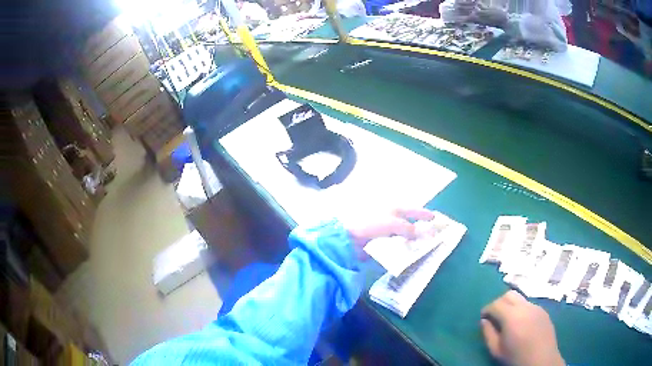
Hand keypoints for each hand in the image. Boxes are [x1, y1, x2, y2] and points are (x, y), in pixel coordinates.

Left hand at [344, 208, 435, 260]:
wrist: (349, 238)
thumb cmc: (370, 224)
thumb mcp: (392, 223)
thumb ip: (408, 228)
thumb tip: (419, 234)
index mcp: (393, 208)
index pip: (412, 209)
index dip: (423, 213)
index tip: (434, 218)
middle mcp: (390, 217)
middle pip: (409, 223)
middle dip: (420, 229)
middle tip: (432, 236)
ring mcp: (385, 230)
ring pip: (403, 235)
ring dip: (412, 240)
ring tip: (424, 247)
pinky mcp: (381, 242)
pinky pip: (396, 244)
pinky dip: (403, 247)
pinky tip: (409, 253)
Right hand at [481, 291, 563, 365]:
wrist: (541, 360)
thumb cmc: (516, 357)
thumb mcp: (496, 350)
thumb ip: (488, 333)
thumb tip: (484, 321)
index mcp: (511, 316)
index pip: (495, 304)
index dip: (487, 309)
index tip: (483, 317)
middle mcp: (525, 306)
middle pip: (509, 294)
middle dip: (499, 302)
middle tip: (494, 316)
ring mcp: (536, 307)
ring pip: (520, 298)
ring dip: (511, 305)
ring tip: (508, 321)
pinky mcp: (543, 311)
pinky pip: (529, 305)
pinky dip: (521, 310)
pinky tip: (521, 324)